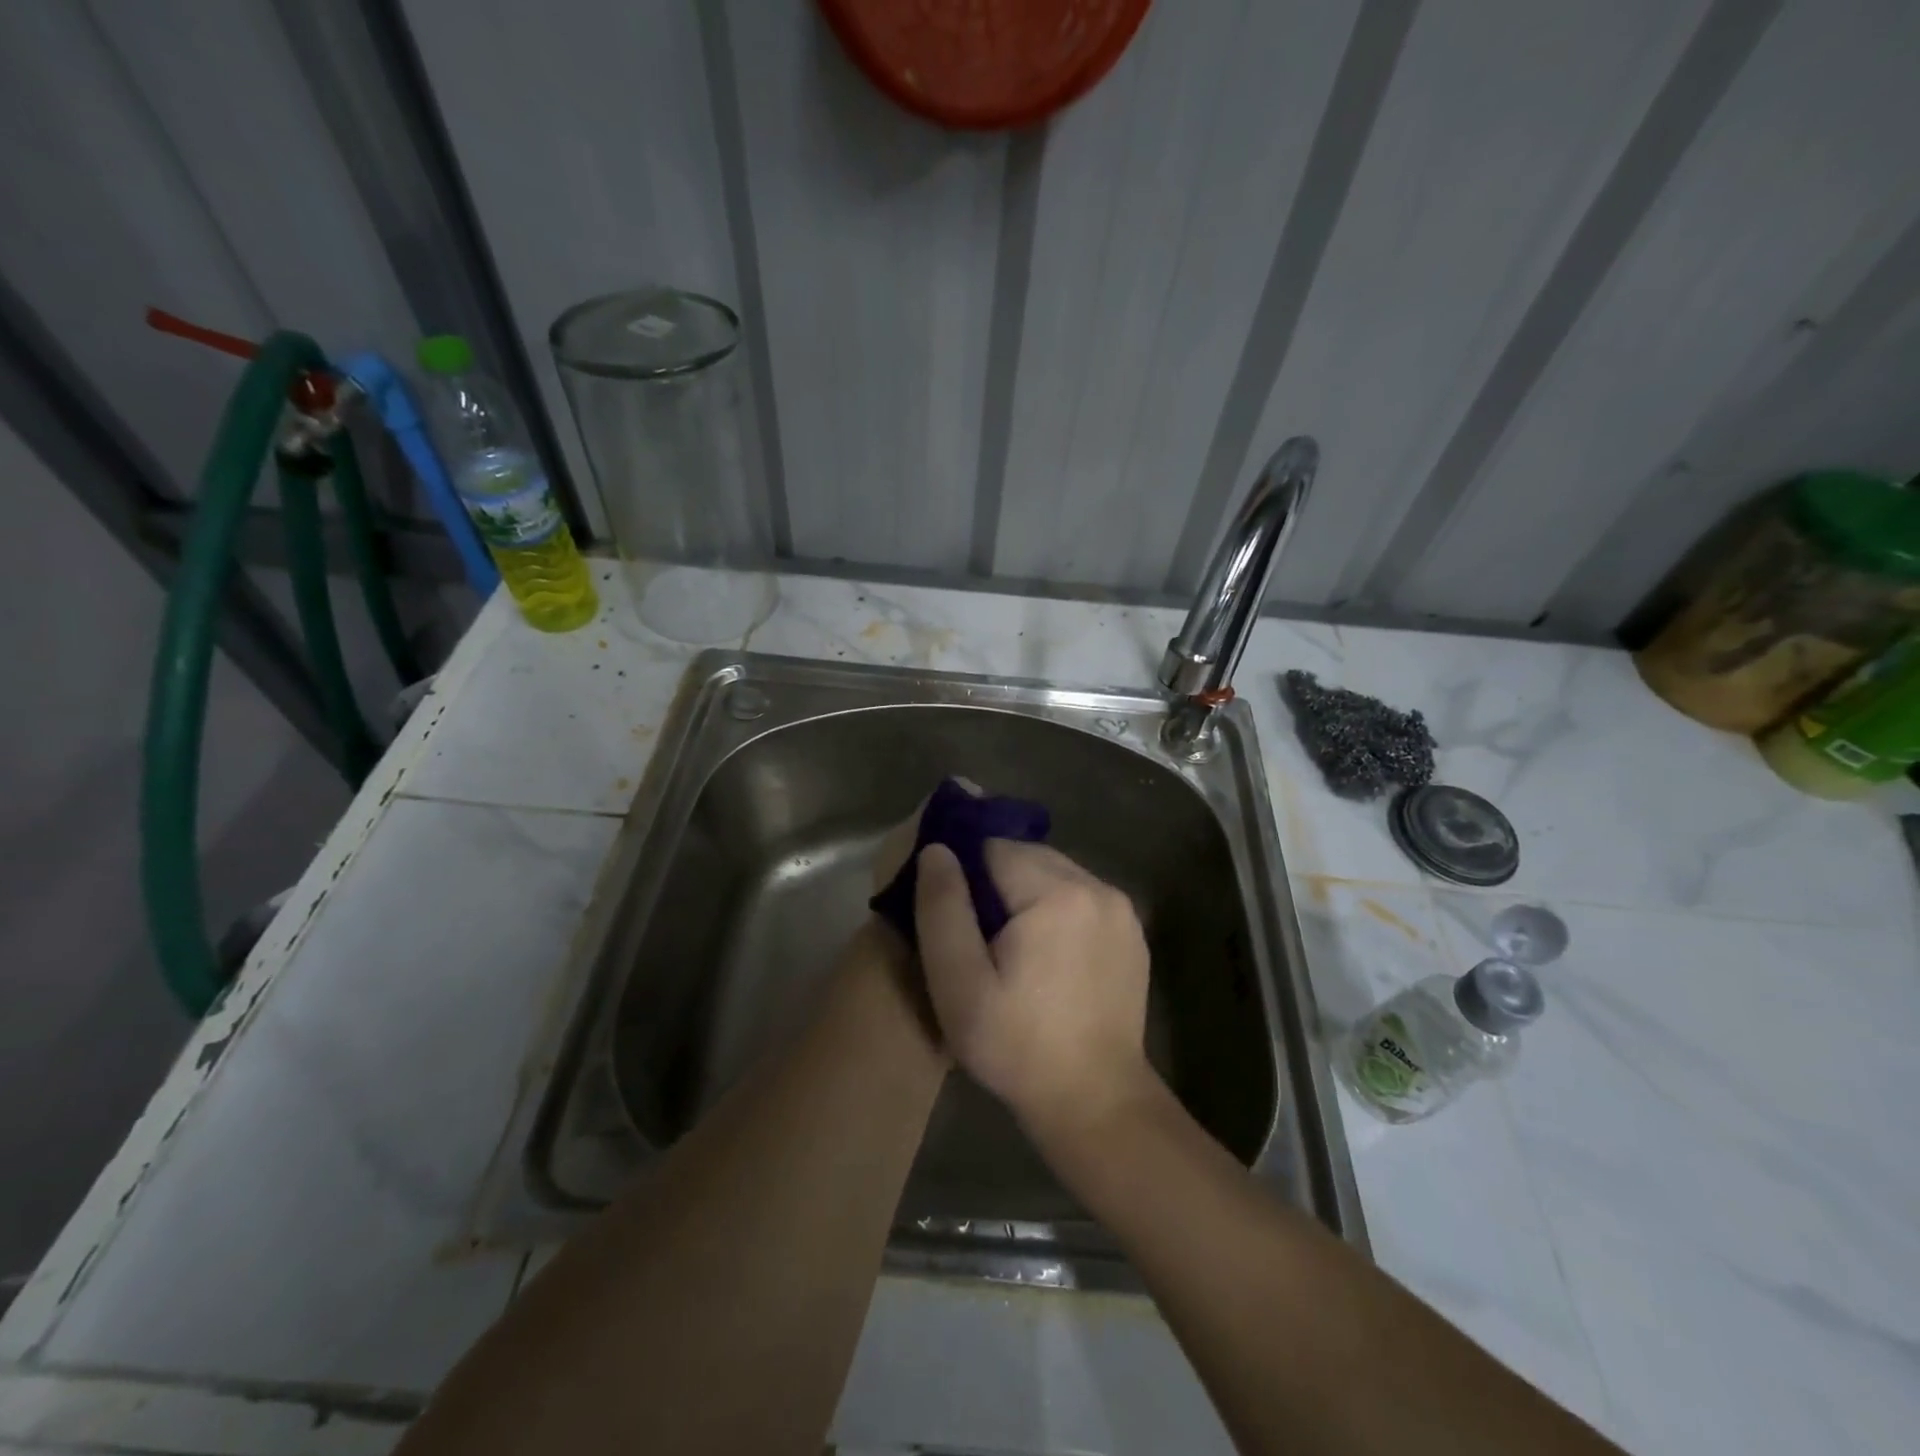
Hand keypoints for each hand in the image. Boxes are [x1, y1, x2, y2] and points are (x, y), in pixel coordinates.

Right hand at [914, 840, 1152, 1134]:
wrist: (1096, 1102)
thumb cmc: (1017, 1046)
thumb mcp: (959, 984)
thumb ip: (942, 909)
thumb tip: (936, 849)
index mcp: (1057, 892)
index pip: (993, 848)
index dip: (965, 879)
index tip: (955, 921)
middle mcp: (1097, 886)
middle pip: (1027, 856)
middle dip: (997, 886)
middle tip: (980, 942)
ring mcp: (1121, 908)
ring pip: (1054, 874)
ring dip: (1027, 897)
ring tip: (1012, 952)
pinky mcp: (1132, 931)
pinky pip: (1081, 898)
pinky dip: (1058, 912)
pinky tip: (1048, 959)